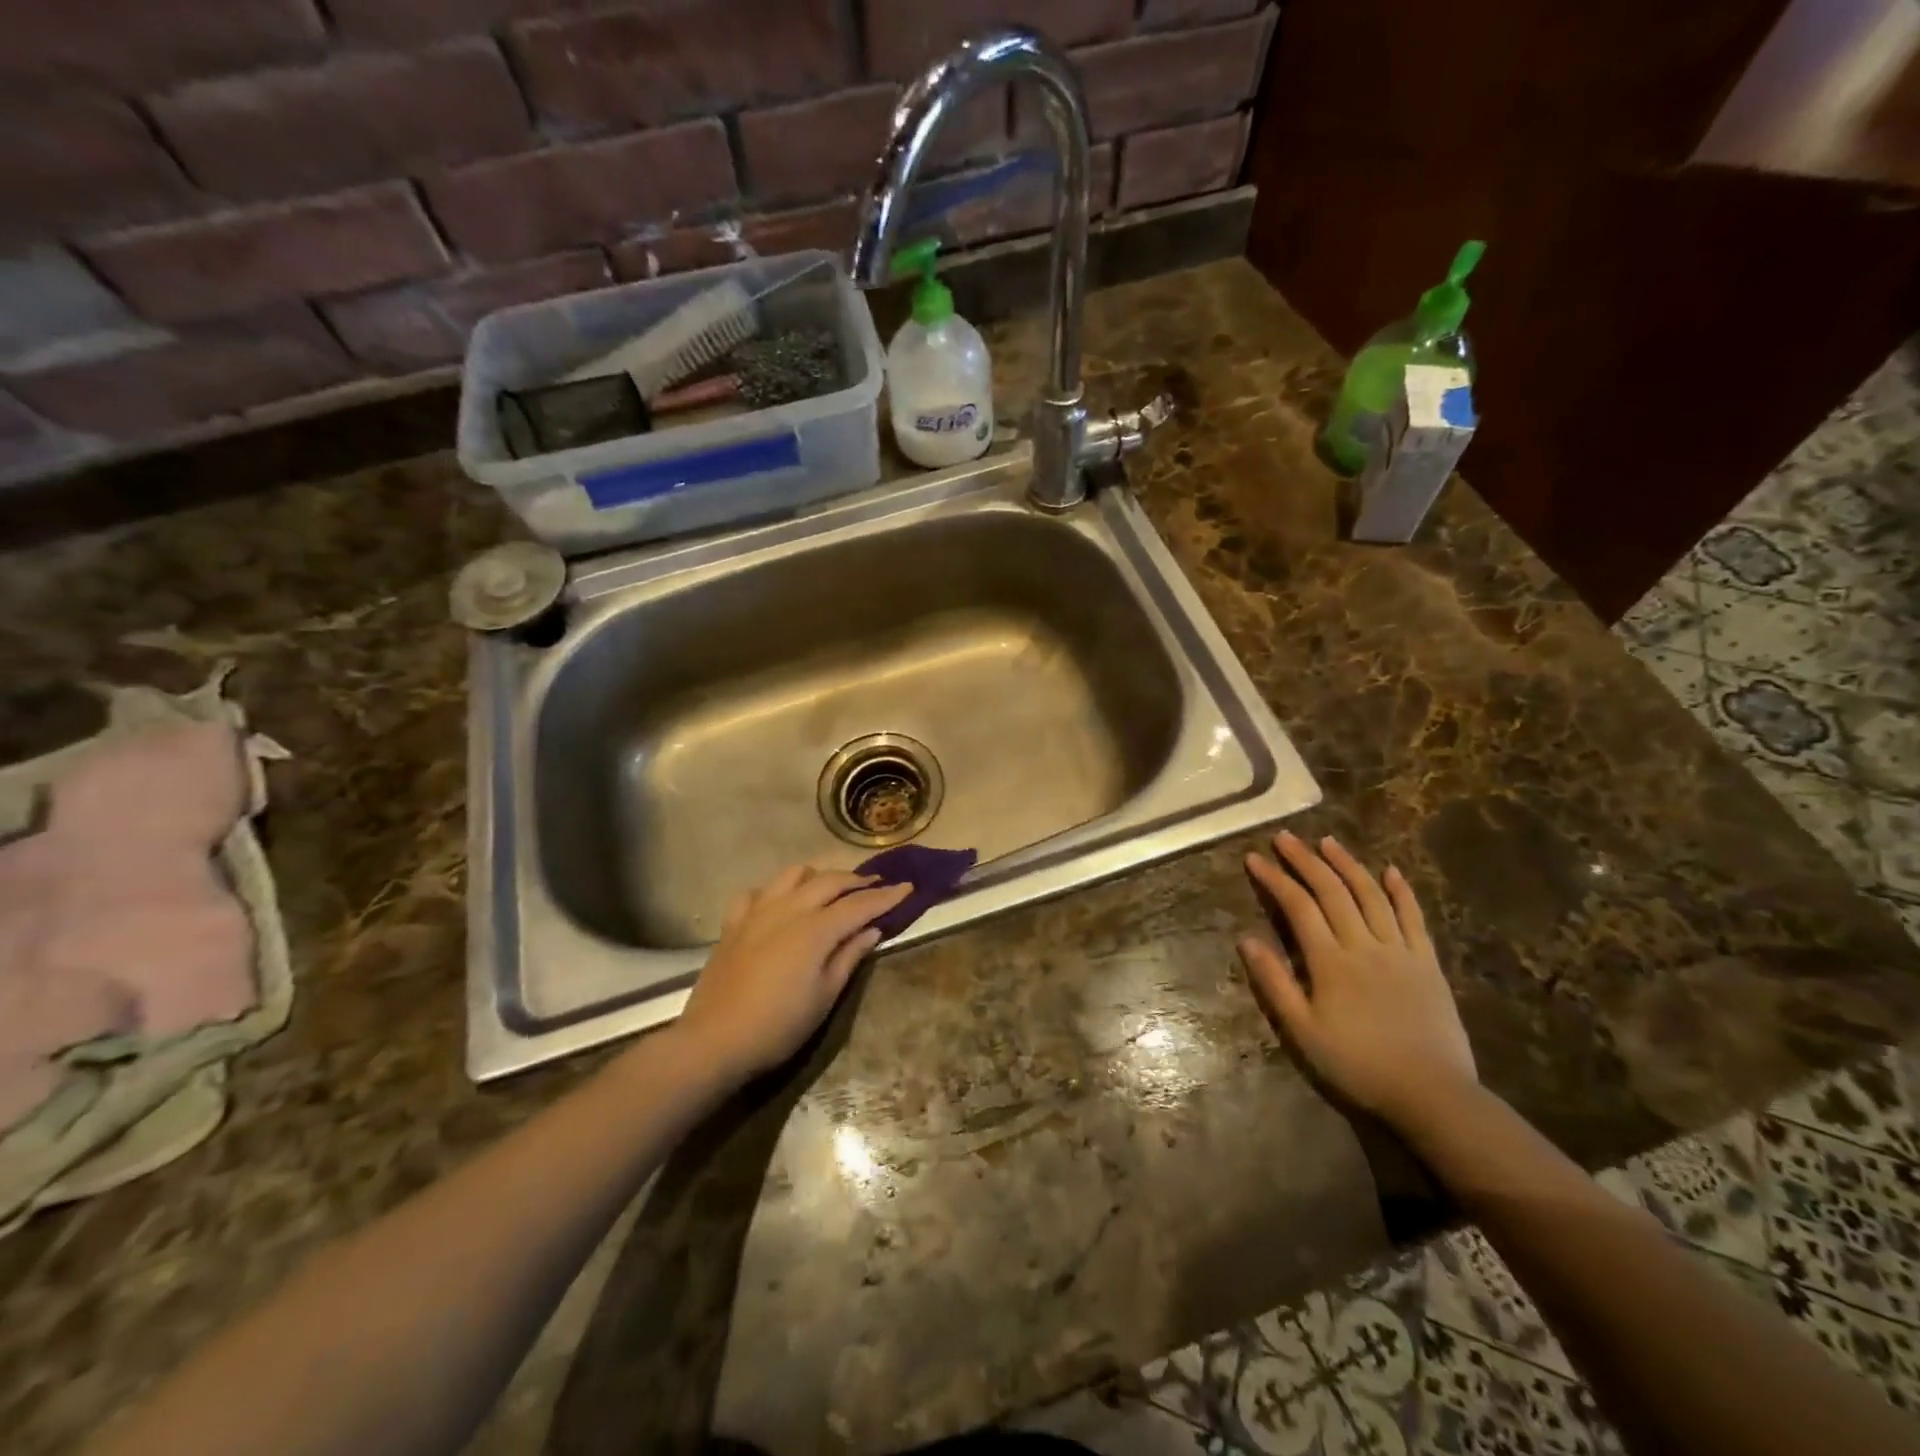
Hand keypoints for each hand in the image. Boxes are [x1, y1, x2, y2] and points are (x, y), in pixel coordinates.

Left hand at [672, 864, 911, 1081]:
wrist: (714, 1041)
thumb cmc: (778, 1026)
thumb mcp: (824, 997)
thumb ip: (849, 957)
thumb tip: (871, 930)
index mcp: (815, 929)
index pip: (859, 904)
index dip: (886, 896)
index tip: (907, 888)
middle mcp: (788, 909)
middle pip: (829, 881)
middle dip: (856, 880)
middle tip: (875, 885)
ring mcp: (757, 912)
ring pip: (792, 875)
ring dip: (818, 875)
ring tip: (830, 888)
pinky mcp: (733, 923)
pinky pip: (756, 892)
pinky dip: (774, 891)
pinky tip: (779, 904)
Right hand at [1239, 831, 1476, 1127]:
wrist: (1431, 1093)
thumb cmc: (1357, 1064)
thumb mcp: (1303, 1031)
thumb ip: (1274, 982)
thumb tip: (1246, 939)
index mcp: (1330, 961)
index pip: (1298, 906)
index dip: (1274, 879)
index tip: (1254, 858)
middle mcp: (1364, 944)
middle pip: (1332, 891)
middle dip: (1305, 860)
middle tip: (1285, 837)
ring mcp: (1399, 950)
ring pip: (1371, 895)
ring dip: (1347, 864)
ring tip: (1328, 842)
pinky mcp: (1427, 962)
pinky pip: (1413, 917)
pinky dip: (1401, 891)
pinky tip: (1390, 870)